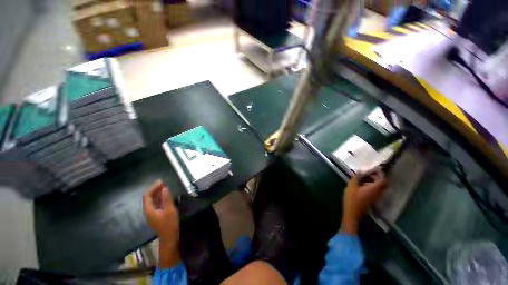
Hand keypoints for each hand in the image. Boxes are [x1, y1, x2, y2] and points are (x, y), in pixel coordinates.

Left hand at [143, 180, 180, 266]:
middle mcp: (148, 211)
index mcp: (149, 210)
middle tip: (163, 183)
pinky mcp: (156, 215)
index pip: (147, 196)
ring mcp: (152, 214)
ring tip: (164, 187)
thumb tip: (164, 188)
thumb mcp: (170, 210)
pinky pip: (155, 204)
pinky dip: (159, 198)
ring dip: (157, 193)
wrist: (169, 237)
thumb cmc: (169, 224)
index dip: (153, 188)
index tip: (161, 182)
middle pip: (148, 198)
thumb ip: (166, 199)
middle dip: (155, 189)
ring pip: (152, 201)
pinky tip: (165, 196)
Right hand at [341, 169, 386, 234]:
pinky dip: (371, 186)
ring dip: (373, 181)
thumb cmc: (352, 199)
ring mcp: (376, 197)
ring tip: (363, 177)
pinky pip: (376, 191)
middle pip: (382, 183)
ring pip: (379, 187)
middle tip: (368, 172)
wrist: (353, 213)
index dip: (380, 173)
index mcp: (374, 189)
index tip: (374, 168)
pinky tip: (362, 184)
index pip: (382, 180)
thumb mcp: (352, 186)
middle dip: (376, 177)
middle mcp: (378, 193)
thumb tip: (360, 171)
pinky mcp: (372, 200)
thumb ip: (356, 177)